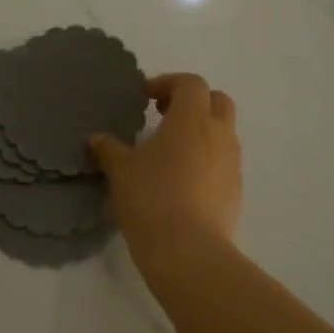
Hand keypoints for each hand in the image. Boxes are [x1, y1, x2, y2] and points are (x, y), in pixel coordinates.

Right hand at [89, 74, 240, 272]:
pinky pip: (223, 162)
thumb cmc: (151, 198)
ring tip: (171, 151)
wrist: (188, 249)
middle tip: (164, 115)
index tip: (145, 97)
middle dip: (193, 102)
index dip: (168, 83)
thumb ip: (109, 149)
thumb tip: (98, 139)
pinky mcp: (236, 190)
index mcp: (192, 119)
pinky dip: (206, 160)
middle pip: (217, 101)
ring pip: (223, 132)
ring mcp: (232, 163)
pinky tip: (182, 181)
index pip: (191, 83)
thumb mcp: (120, 171)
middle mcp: (219, 134)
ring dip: (201, 132)